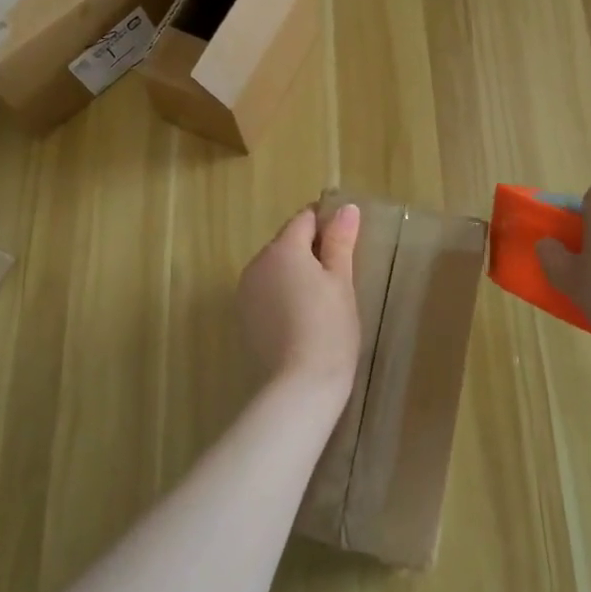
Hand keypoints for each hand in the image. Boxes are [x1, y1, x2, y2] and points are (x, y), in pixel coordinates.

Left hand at [237, 204, 362, 402]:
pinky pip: (266, 291)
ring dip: (295, 273)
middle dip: (311, 251)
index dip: (327, 225)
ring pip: (275, 268)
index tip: (346, 245)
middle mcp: (257, 263)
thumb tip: (346, 208)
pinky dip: (282, 295)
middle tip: (339, 277)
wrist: (301, 383)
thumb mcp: (341, 280)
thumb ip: (340, 241)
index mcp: (283, 249)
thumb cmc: (329, 326)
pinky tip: (301, 318)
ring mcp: (246, 291)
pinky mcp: (244, 316)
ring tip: (322, 301)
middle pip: (287, 243)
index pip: (305, 219)